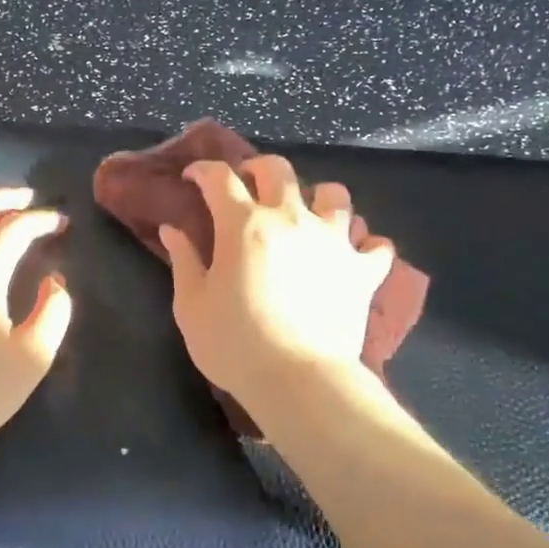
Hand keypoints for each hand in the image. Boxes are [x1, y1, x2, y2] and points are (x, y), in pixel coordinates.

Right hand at [160, 156, 393, 409]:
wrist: (298, 379)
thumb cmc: (234, 344)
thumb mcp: (192, 305)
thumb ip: (183, 260)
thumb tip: (172, 229)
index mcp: (244, 225)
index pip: (220, 179)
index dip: (203, 171)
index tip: (193, 177)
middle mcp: (292, 218)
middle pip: (278, 170)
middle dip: (258, 168)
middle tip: (248, 184)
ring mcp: (333, 240)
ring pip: (334, 194)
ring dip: (318, 198)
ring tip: (308, 214)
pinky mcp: (363, 270)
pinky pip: (376, 245)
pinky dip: (364, 244)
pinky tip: (353, 253)